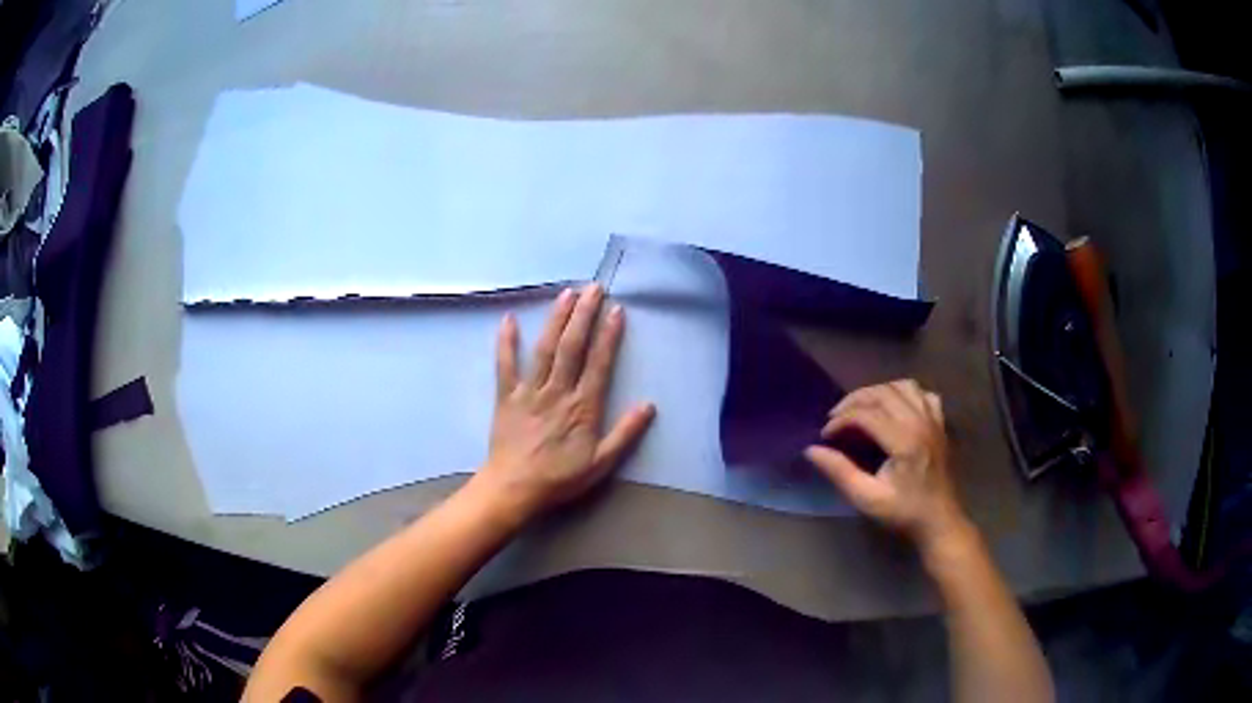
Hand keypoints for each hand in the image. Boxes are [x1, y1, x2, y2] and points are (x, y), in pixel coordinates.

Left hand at [469, 285, 655, 526]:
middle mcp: (557, 391)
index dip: (609, 335)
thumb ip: (626, 434)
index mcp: (583, 407)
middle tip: (594, 288)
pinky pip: (505, 365)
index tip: (617, 310)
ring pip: (544, 349)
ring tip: (566, 294)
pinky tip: (508, 319)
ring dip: (556, 319)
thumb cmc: (559, 478)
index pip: (599, 363)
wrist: (514, 489)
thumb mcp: (601, 464)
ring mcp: (529, 391)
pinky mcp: (506, 396)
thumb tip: (649, 405)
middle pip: (572, 346)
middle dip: (584, 315)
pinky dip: (506, 342)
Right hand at [805, 380, 968, 553]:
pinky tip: (894, 408)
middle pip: (883, 393)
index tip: (825, 436)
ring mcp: (933, 420)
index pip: (866, 415)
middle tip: (835, 418)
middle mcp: (920, 422)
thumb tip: (812, 450)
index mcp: (904, 440)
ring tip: (862, 409)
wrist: (939, 520)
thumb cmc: (903, 512)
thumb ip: (840, 472)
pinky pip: (922, 394)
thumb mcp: (867, 498)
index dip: (841, 421)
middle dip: (854, 401)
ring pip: (903, 386)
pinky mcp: (939, 423)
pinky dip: (905, 394)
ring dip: (878, 392)